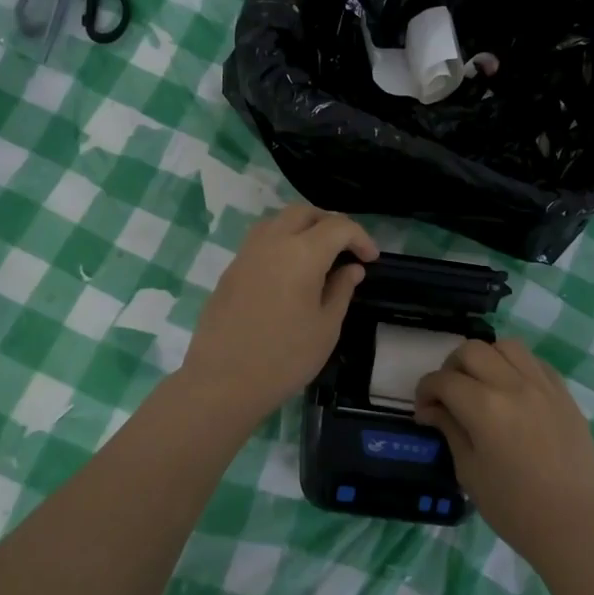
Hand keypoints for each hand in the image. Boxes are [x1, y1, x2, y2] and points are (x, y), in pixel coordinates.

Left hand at [180, 205, 377, 420]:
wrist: (222, 381)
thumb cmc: (284, 358)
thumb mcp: (326, 327)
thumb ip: (341, 290)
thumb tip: (351, 268)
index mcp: (302, 253)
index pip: (338, 227)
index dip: (360, 237)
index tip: (370, 259)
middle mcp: (272, 242)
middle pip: (305, 212)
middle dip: (330, 224)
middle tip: (346, 249)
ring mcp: (246, 253)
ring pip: (278, 221)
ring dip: (302, 228)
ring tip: (318, 256)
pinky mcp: (231, 269)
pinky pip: (261, 240)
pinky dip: (281, 243)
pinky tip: (289, 271)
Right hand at [415, 339, 593, 565]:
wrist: (573, 525)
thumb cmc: (514, 508)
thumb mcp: (469, 472)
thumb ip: (450, 430)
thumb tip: (432, 409)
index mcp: (485, 408)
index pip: (443, 380)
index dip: (425, 391)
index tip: (424, 410)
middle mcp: (513, 385)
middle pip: (472, 350)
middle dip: (451, 367)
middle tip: (449, 394)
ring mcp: (543, 386)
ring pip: (507, 346)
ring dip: (487, 358)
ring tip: (482, 384)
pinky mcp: (564, 394)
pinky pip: (535, 362)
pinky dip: (517, 367)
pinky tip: (513, 391)